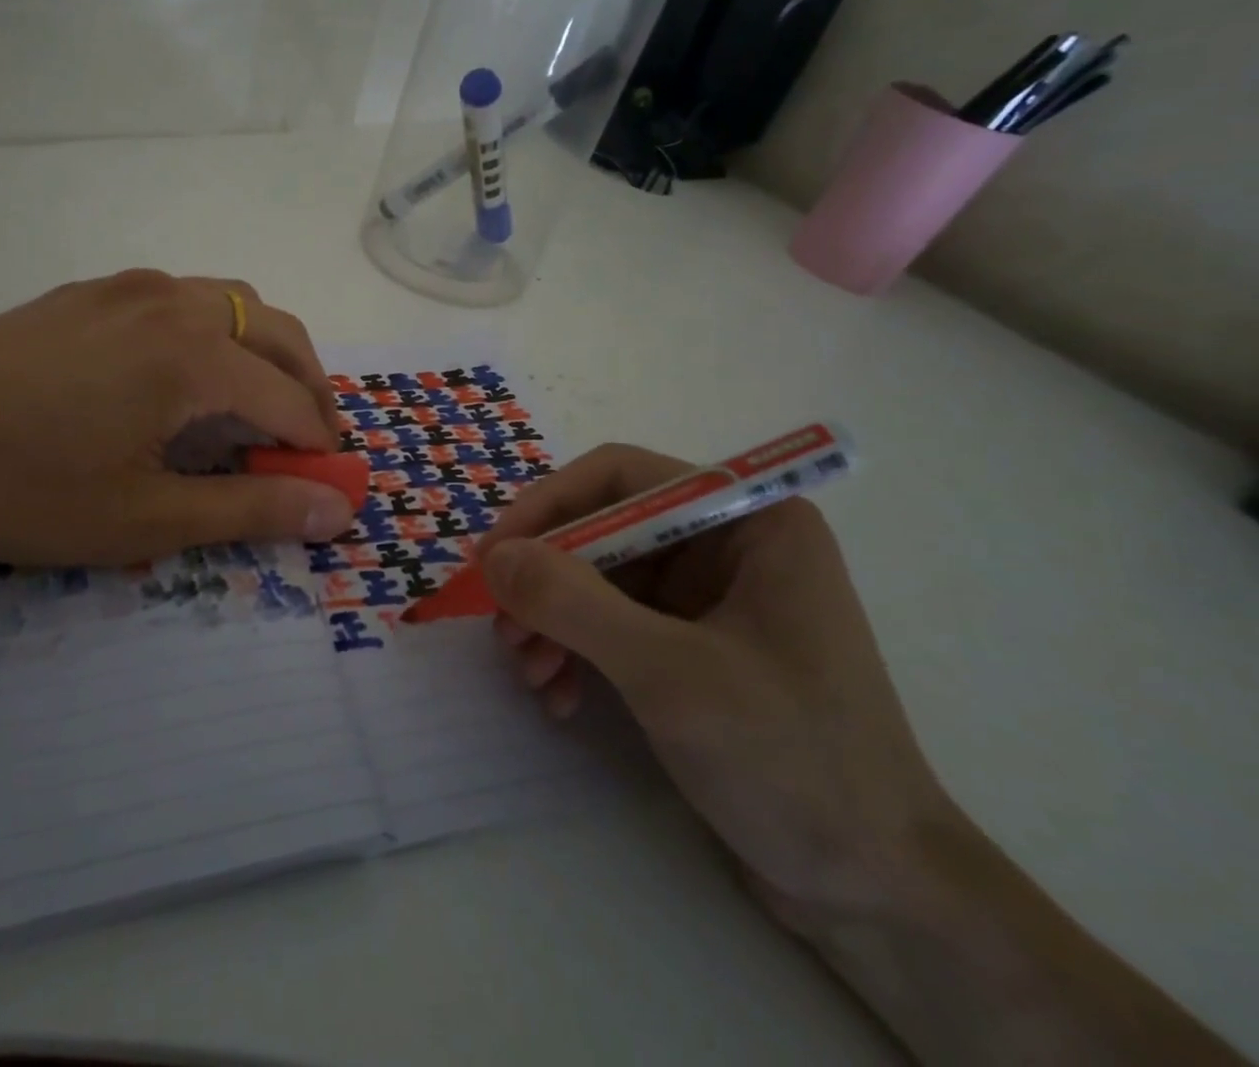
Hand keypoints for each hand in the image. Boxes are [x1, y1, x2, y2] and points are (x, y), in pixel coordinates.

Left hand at [0, 270, 354, 571]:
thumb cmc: (24, 490)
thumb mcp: (145, 517)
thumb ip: (251, 509)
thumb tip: (338, 509)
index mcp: (193, 355)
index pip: (289, 398)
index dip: (319, 442)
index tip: (331, 479)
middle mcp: (171, 302)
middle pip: (276, 330)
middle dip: (307, 384)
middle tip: (308, 438)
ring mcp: (125, 287)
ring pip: (229, 301)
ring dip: (261, 348)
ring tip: (254, 402)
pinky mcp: (85, 291)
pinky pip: (177, 298)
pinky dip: (211, 331)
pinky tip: (180, 374)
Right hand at [478, 444, 957, 923]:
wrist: (875, 894)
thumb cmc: (791, 761)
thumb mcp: (670, 673)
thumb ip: (574, 603)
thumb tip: (495, 557)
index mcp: (747, 521)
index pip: (621, 477)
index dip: (549, 505)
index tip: (495, 556)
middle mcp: (726, 545)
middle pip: (602, 529)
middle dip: (547, 580)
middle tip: (505, 630)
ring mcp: (708, 597)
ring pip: (596, 578)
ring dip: (553, 621)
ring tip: (532, 674)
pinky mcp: (691, 645)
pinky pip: (610, 623)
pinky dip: (575, 652)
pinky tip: (560, 697)